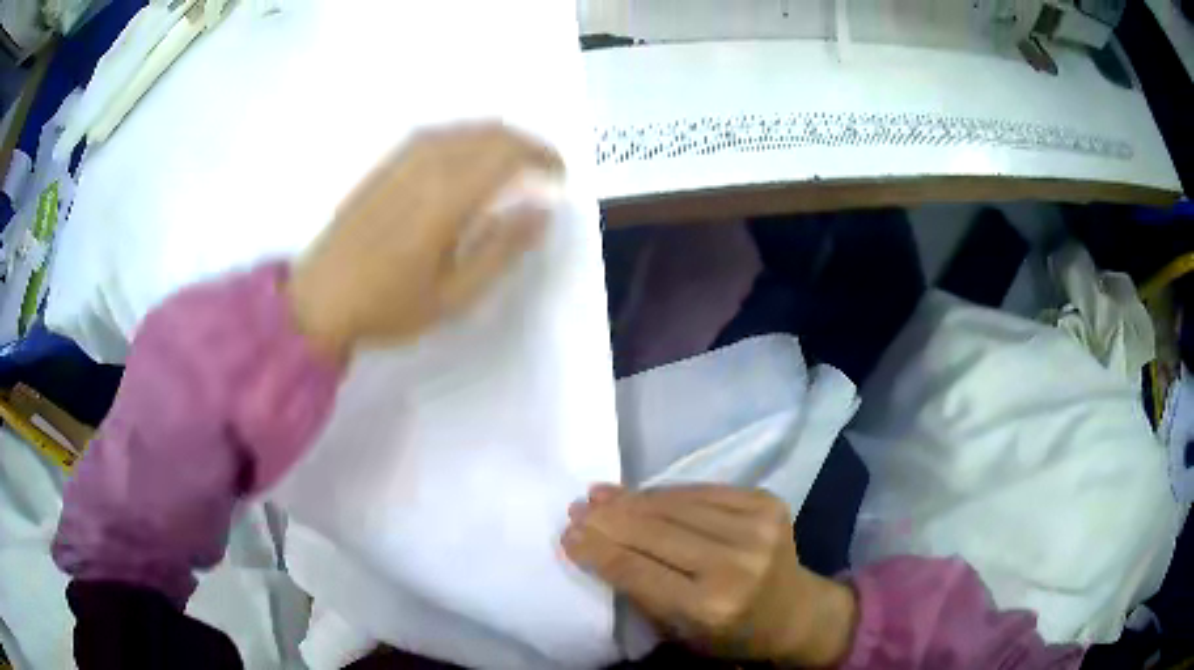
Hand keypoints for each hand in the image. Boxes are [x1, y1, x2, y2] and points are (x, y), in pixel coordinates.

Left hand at [286, 123, 562, 362]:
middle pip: (487, 134)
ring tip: (514, 162)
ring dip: (496, 138)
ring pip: (461, 130)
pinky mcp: (383, 166)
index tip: (559, 177)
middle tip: (544, 170)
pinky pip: (434, 135)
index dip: (541, 157)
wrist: (319, 301)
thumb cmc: (388, 306)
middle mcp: (425, 167)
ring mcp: (400, 162)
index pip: (506, 154)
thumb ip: (501, 250)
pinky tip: (467, 157)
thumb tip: (541, 212)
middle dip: (525, 144)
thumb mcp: (454, 296)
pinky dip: (464, 138)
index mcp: (445, 198)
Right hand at [562, 485, 856, 666]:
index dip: (597, 550)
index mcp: (710, 606)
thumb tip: (596, 546)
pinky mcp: (767, 503)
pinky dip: (666, 492)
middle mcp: (735, 564)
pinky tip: (640, 493)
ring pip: (675, 505)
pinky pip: (702, 490)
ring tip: (600, 495)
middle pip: (654, 532)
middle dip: (607, 519)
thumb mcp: (678, 630)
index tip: (567, 535)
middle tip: (576, 509)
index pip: (637, 570)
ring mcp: (756, 527)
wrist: (794, 612)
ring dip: (632, 500)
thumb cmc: (730, 635)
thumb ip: (640, 590)